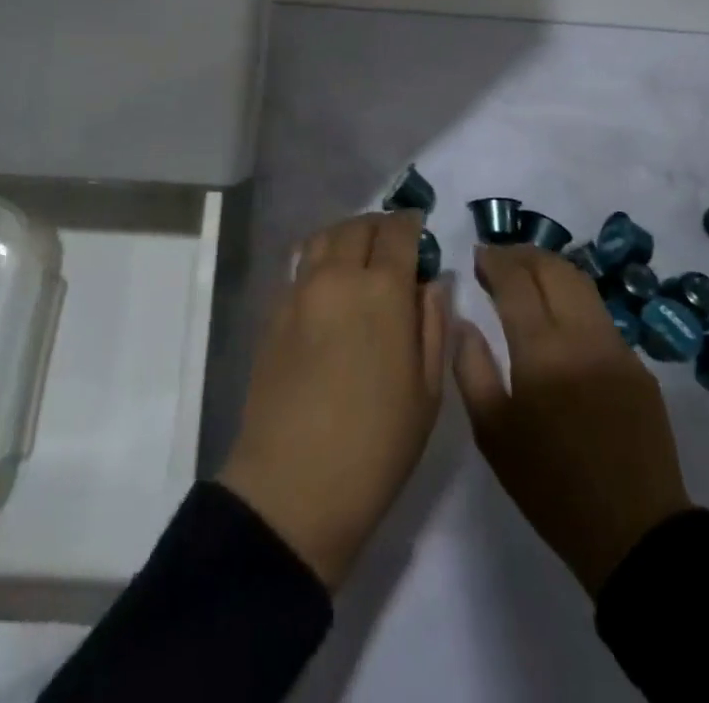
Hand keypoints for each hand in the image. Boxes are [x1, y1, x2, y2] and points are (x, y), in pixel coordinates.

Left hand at [219, 212, 448, 589]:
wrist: (293, 485)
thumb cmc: (376, 445)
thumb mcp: (427, 391)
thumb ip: (433, 324)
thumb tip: (435, 281)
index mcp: (383, 291)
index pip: (398, 233)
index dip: (412, 223)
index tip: (421, 227)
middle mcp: (338, 276)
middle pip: (358, 226)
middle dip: (381, 226)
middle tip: (394, 242)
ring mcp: (300, 290)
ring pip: (324, 236)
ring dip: (347, 234)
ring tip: (360, 254)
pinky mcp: (274, 309)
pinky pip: (300, 263)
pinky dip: (320, 255)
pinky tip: (329, 279)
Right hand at [454, 244, 691, 595]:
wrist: (635, 533)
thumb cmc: (550, 486)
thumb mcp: (493, 434)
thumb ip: (471, 368)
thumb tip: (463, 321)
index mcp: (543, 352)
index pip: (516, 280)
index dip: (494, 260)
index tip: (477, 256)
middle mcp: (582, 336)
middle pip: (553, 268)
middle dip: (522, 254)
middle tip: (498, 259)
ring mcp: (616, 347)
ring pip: (581, 283)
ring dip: (550, 268)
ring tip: (526, 275)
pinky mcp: (637, 364)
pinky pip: (599, 313)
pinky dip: (572, 297)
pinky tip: (558, 315)